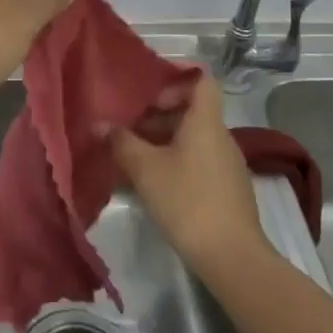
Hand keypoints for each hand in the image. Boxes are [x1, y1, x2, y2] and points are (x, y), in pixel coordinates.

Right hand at [110, 74, 269, 279]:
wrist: (232, 257)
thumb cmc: (187, 200)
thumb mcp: (146, 169)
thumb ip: (122, 142)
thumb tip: (100, 125)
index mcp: (206, 122)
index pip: (202, 80)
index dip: (178, 75)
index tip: (149, 87)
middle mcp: (221, 137)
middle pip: (193, 110)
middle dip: (160, 114)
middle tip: (130, 124)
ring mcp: (227, 164)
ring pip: (194, 138)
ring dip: (165, 139)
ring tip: (135, 154)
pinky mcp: (228, 189)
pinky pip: (200, 160)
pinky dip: (177, 160)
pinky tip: (155, 182)